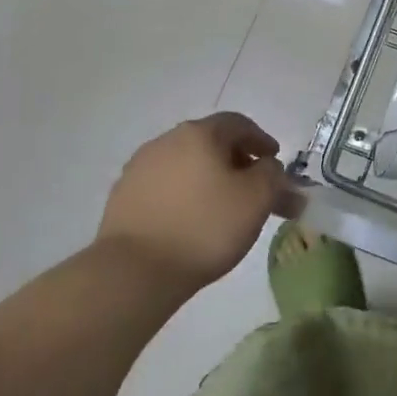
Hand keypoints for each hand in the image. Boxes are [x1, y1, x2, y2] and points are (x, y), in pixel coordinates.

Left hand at [97, 113, 300, 292]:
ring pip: (186, 165)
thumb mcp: (257, 199)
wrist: (135, 271)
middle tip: (253, 188)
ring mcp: (139, 168)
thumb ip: (272, 175)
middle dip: (237, 162)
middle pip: (210, 143)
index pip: (238, 124)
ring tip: (223, 208)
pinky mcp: (123, 197)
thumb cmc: (206, 227)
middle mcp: (166, 141)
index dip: (261, 140)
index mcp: (199, 134)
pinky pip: (165, 187)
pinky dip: (184, 195)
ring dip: (209, 178)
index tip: (274, 160)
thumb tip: (267, 167)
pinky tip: (191, 220)